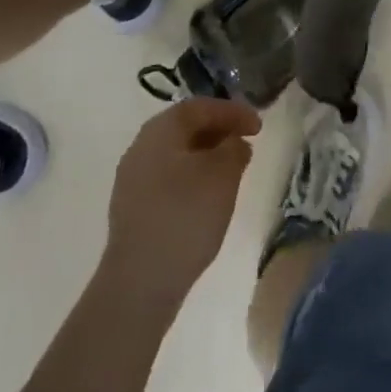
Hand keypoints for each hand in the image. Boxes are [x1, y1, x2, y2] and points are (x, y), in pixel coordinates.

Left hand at [104, 98, 261, 302]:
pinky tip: (206, 199)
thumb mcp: (222, 177)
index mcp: (161, 128)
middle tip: (245, 144)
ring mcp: (132, 178)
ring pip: (176, 154)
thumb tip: (234, 142)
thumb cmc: (184, 217)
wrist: (138, 284)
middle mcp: (142, 145)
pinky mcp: (132, 209)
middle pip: (186, 127)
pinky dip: (191, 178)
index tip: (258, 126)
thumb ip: (234, 150)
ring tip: (230, 173)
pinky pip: (167, 178)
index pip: (201, 107)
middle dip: (218, 132)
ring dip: (205, 156)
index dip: (233, 112)